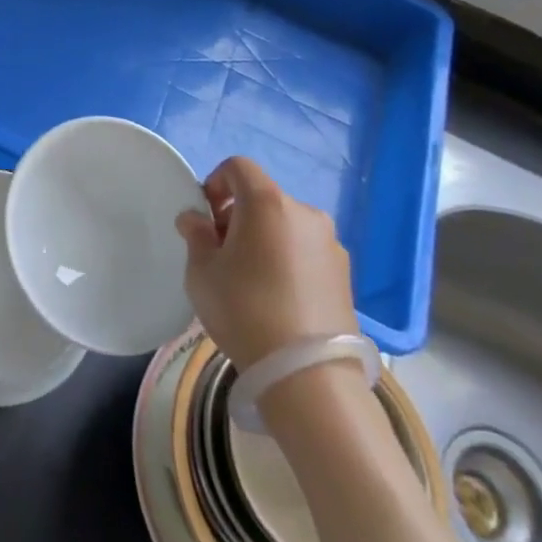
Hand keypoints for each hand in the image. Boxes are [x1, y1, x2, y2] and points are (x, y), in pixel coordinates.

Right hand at [176, 157, 358, 368]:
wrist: (308, 374)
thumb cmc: (244, 310)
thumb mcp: (202, 272)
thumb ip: (196, 235)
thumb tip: (196, 219)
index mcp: (267, 202)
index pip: (238, 166)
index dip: (215, 182)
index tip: (206, 218)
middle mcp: (305, 213)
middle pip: (263, 198)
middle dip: (238, 216)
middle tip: (222, 254)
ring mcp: (331, 244)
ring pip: (286, 226)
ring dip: (265, 239)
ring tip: (251, 281)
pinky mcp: (346, 274)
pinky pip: (306, 252)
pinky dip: (288, 260)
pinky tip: (278, 299)